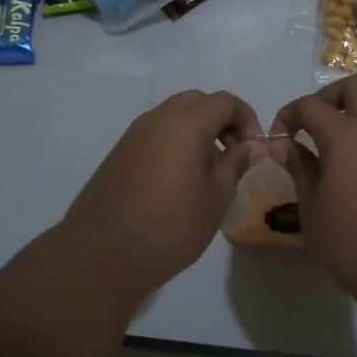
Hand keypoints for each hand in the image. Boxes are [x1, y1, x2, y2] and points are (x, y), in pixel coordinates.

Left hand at [59, 90, 264, 294]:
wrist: (102, 254)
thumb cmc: (170, 226)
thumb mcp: (216, 197)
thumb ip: (236, 164)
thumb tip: (251, 145)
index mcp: (186, 123)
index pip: (225, 101)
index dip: (247, 119)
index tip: (255, 150)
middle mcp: (158, 118)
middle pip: (198, 102)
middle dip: (221, 120)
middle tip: (234, 154)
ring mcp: (134, 134)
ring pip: (174, 115)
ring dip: (198, 131)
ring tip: (208, 171)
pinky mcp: (120, 152)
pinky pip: (156, 133)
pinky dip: (175, 142)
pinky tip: (180, 179)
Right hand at [267, 77, 356, 308]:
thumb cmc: (353, 243)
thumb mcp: (312, 209)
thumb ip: (299, 168)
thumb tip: (284, 145)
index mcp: (346, 135)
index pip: (311, 105)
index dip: (290, 114)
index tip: (280, 135)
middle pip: (355, 87)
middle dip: (330, 97)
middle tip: (315, 124)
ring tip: (345, 141)